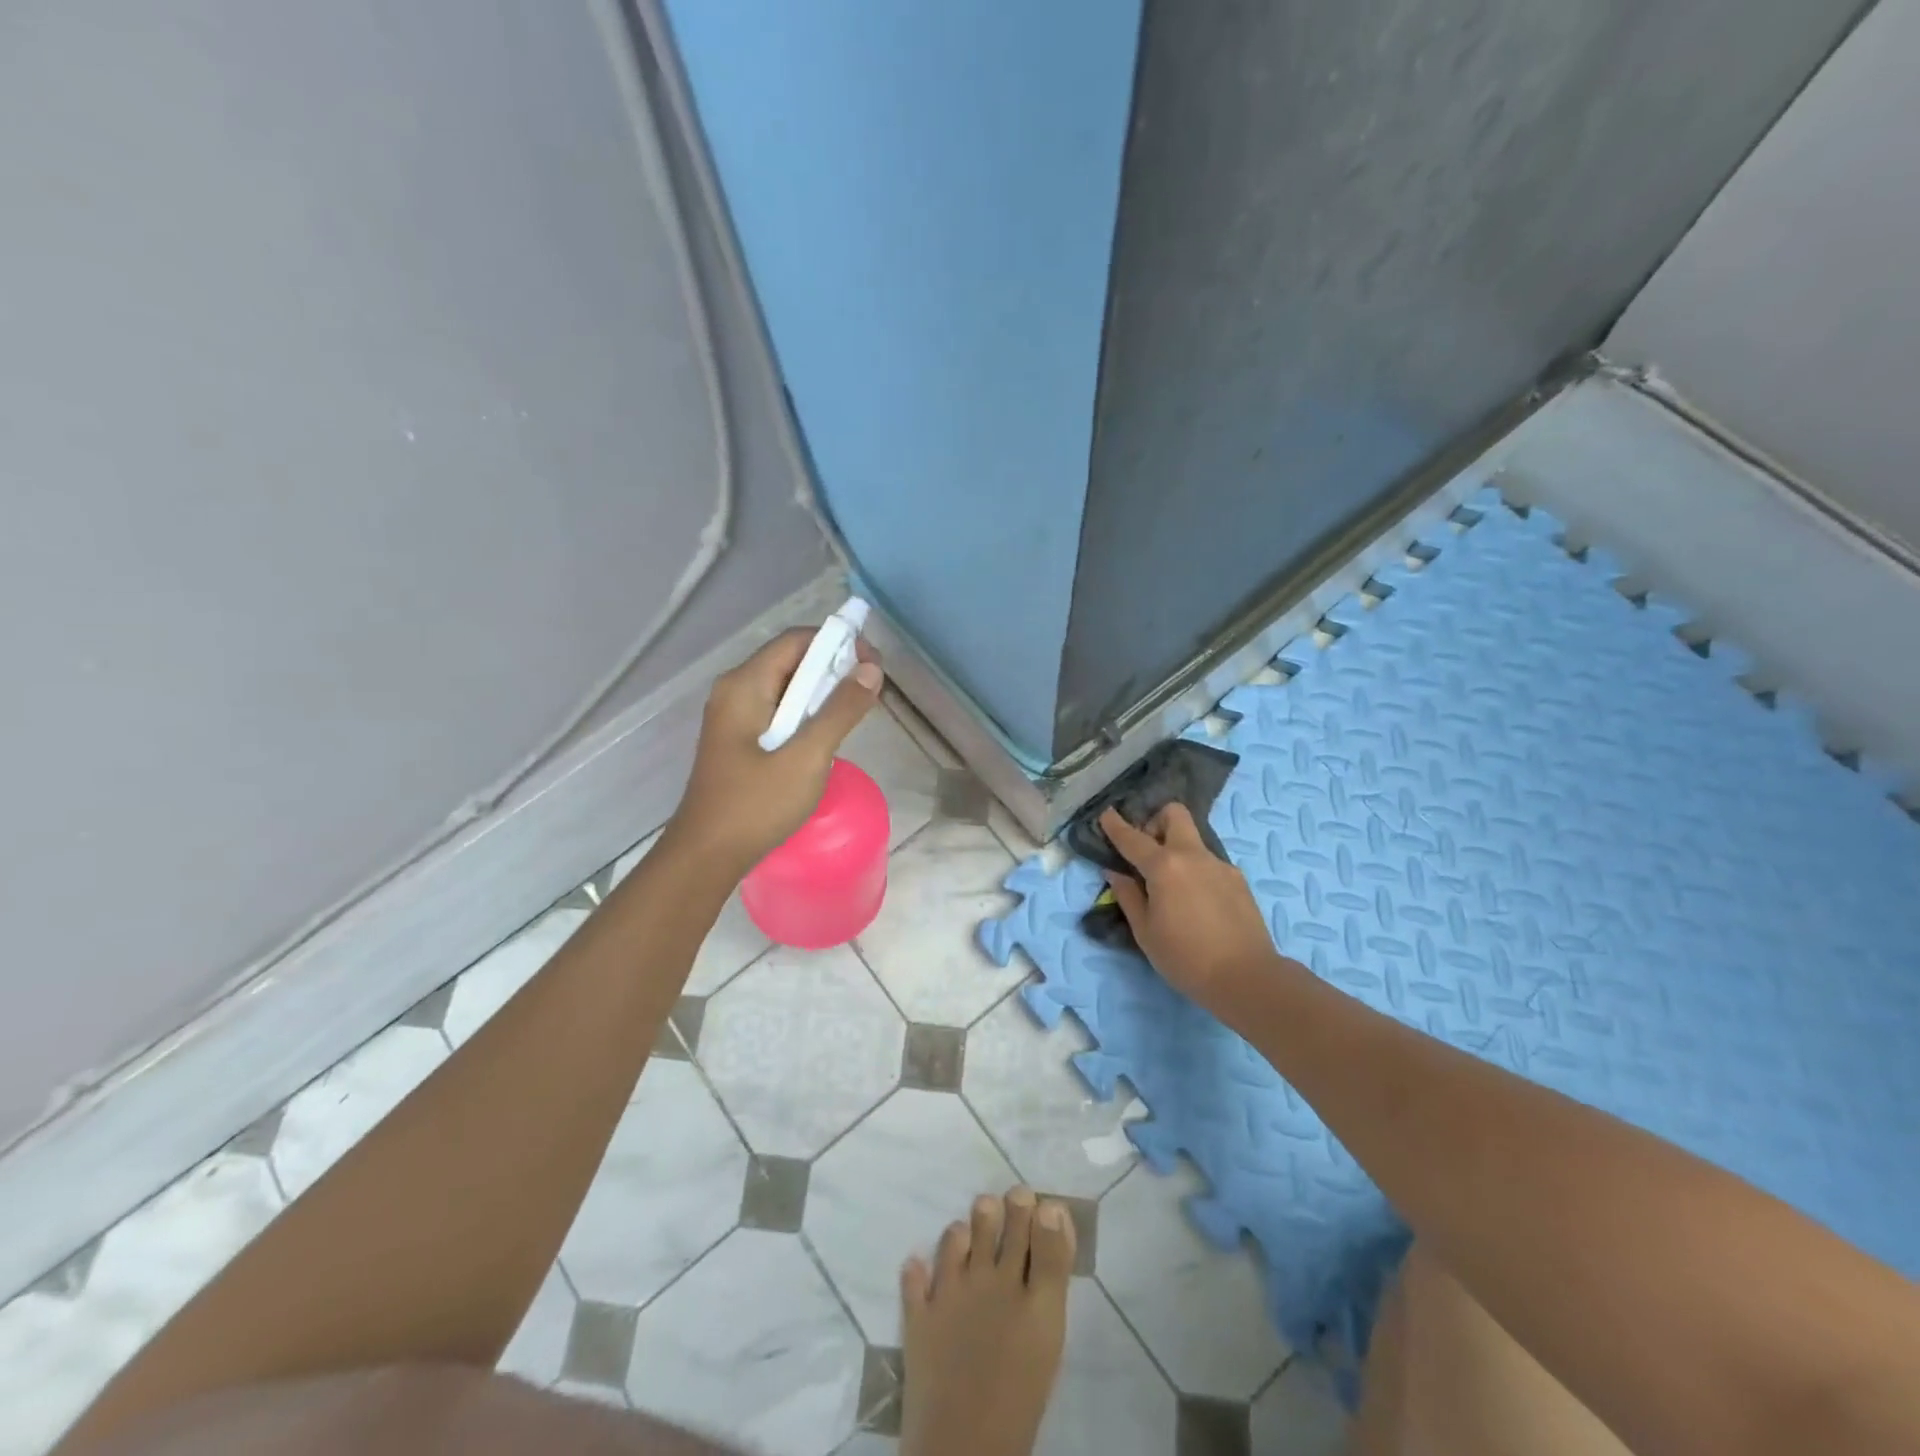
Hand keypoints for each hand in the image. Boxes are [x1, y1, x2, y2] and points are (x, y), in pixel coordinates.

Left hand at [668, 627, 883, 873]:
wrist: (707, 855)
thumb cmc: (756, 804)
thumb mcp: (807, 757)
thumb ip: (840, 710)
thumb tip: (871, 668)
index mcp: (745, 685)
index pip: (797, 640)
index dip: (838, 644)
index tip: (873, 665)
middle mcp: (735, 690)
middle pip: (791, 660)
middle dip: (834, 668)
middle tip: (871, 690)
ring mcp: (734, 715)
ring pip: (786, 687)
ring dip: (823, 692)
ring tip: (857, 711)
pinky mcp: (739, 739)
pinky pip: (779, 710)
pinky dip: (806, 713)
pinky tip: (827, 735)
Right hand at [1100, 804, 1276, 1007]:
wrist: (1246, 977)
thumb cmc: (1185, 957)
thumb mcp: (1145, 931)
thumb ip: (1128, 896)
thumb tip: (1116, 873)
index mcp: (1164, 866)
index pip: (1132, 838)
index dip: (1116, 825)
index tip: (1107, 814)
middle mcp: (1193, 855)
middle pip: (1174, 814)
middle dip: (1156, 821)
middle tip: (1146, 850)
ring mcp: (1219, 865)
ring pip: (1193, 840)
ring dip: (1176, 849)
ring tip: (1170, 886)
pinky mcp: (1237, 879)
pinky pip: (1208, 863)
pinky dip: (1195, 870)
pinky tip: (1195, 902)